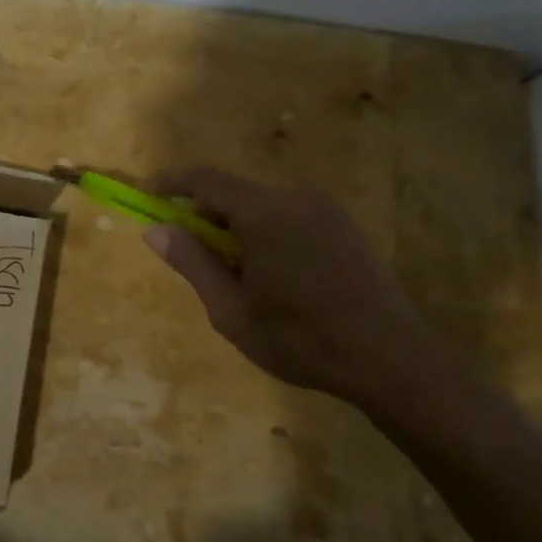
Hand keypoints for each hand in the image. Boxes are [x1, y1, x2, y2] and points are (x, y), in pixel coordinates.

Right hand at [143, 168, 447, 409]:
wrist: (393, 361)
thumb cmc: (301, 339)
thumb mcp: (231, 310)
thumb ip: (192, 263)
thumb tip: (155, 230)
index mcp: (262, 213)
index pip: (205, 180)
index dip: (172, 183)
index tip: (149, 194)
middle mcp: (294, 198)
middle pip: (235, 192)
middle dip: (205, 212)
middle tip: (191, 250)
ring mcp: (325, 209)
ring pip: (263, 204)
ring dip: (237, 225)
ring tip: (234, 271)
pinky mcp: (345, 225)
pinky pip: (290, 215)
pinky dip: (267, 230)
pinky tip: (273, 273)